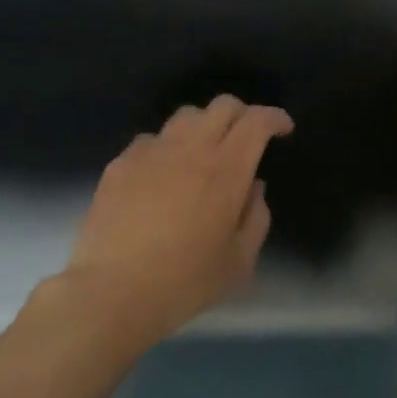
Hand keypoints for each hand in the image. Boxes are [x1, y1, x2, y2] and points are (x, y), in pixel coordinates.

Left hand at [59, 95, 293, 346]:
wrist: (113, 291)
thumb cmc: (185, 282)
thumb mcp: (240, 262)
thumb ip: (256, 218)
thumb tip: (253, 187)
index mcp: (226, 171)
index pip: (256, 121)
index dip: (275, 118)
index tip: (283, 130)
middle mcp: (190, 150)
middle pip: (222, 106)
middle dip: (243, 114)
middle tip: (248, 138)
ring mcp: (151, 152)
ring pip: (185, 116)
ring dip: (204, 126)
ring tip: (205, 152)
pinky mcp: (120, 164)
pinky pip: (151, 139)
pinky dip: (168, 146)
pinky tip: (164, 173)